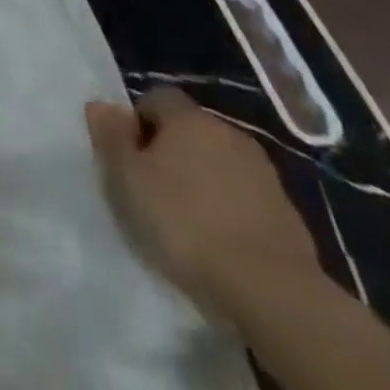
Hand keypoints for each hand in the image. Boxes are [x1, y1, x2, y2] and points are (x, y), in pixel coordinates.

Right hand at [85, 87, 319, 322]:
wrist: (273, 292)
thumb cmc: (185, 223)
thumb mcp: (127, 178)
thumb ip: (111, 136)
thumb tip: (101, 104)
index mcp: (188, 117)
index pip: (156, 97)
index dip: (138, 122)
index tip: (130, 158)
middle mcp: (227, 131)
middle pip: (190, 130)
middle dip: (172, 152)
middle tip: (153, 189)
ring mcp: (264, 172)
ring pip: (220, 164)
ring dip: (204, 181)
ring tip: (188, 220)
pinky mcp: (288, 213)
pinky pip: (246, 198)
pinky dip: (231, 210)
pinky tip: (221, 242)